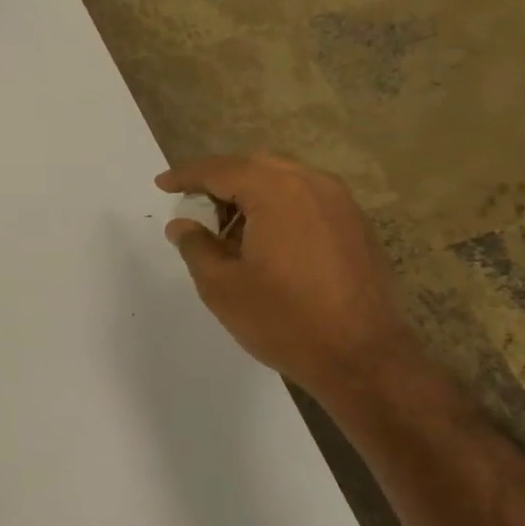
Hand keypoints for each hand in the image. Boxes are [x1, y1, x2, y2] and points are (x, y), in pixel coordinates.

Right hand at [156, 153, 421, 401]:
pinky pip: (307, 199)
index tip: (162, 184)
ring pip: (284, 180)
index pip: (221, 170)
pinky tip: (265, 241)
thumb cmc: (284, 320)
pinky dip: (278, 207)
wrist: (362, 358)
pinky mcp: (356, 225)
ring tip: (227, 229)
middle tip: (193, 206)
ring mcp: (341, 204)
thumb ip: (196, 246)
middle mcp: (313, 185)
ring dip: (251, 194)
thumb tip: (182, 225)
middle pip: (255, 167)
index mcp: (276, 192)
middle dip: (220, 180)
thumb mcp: (222, 286)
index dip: (186, 175)